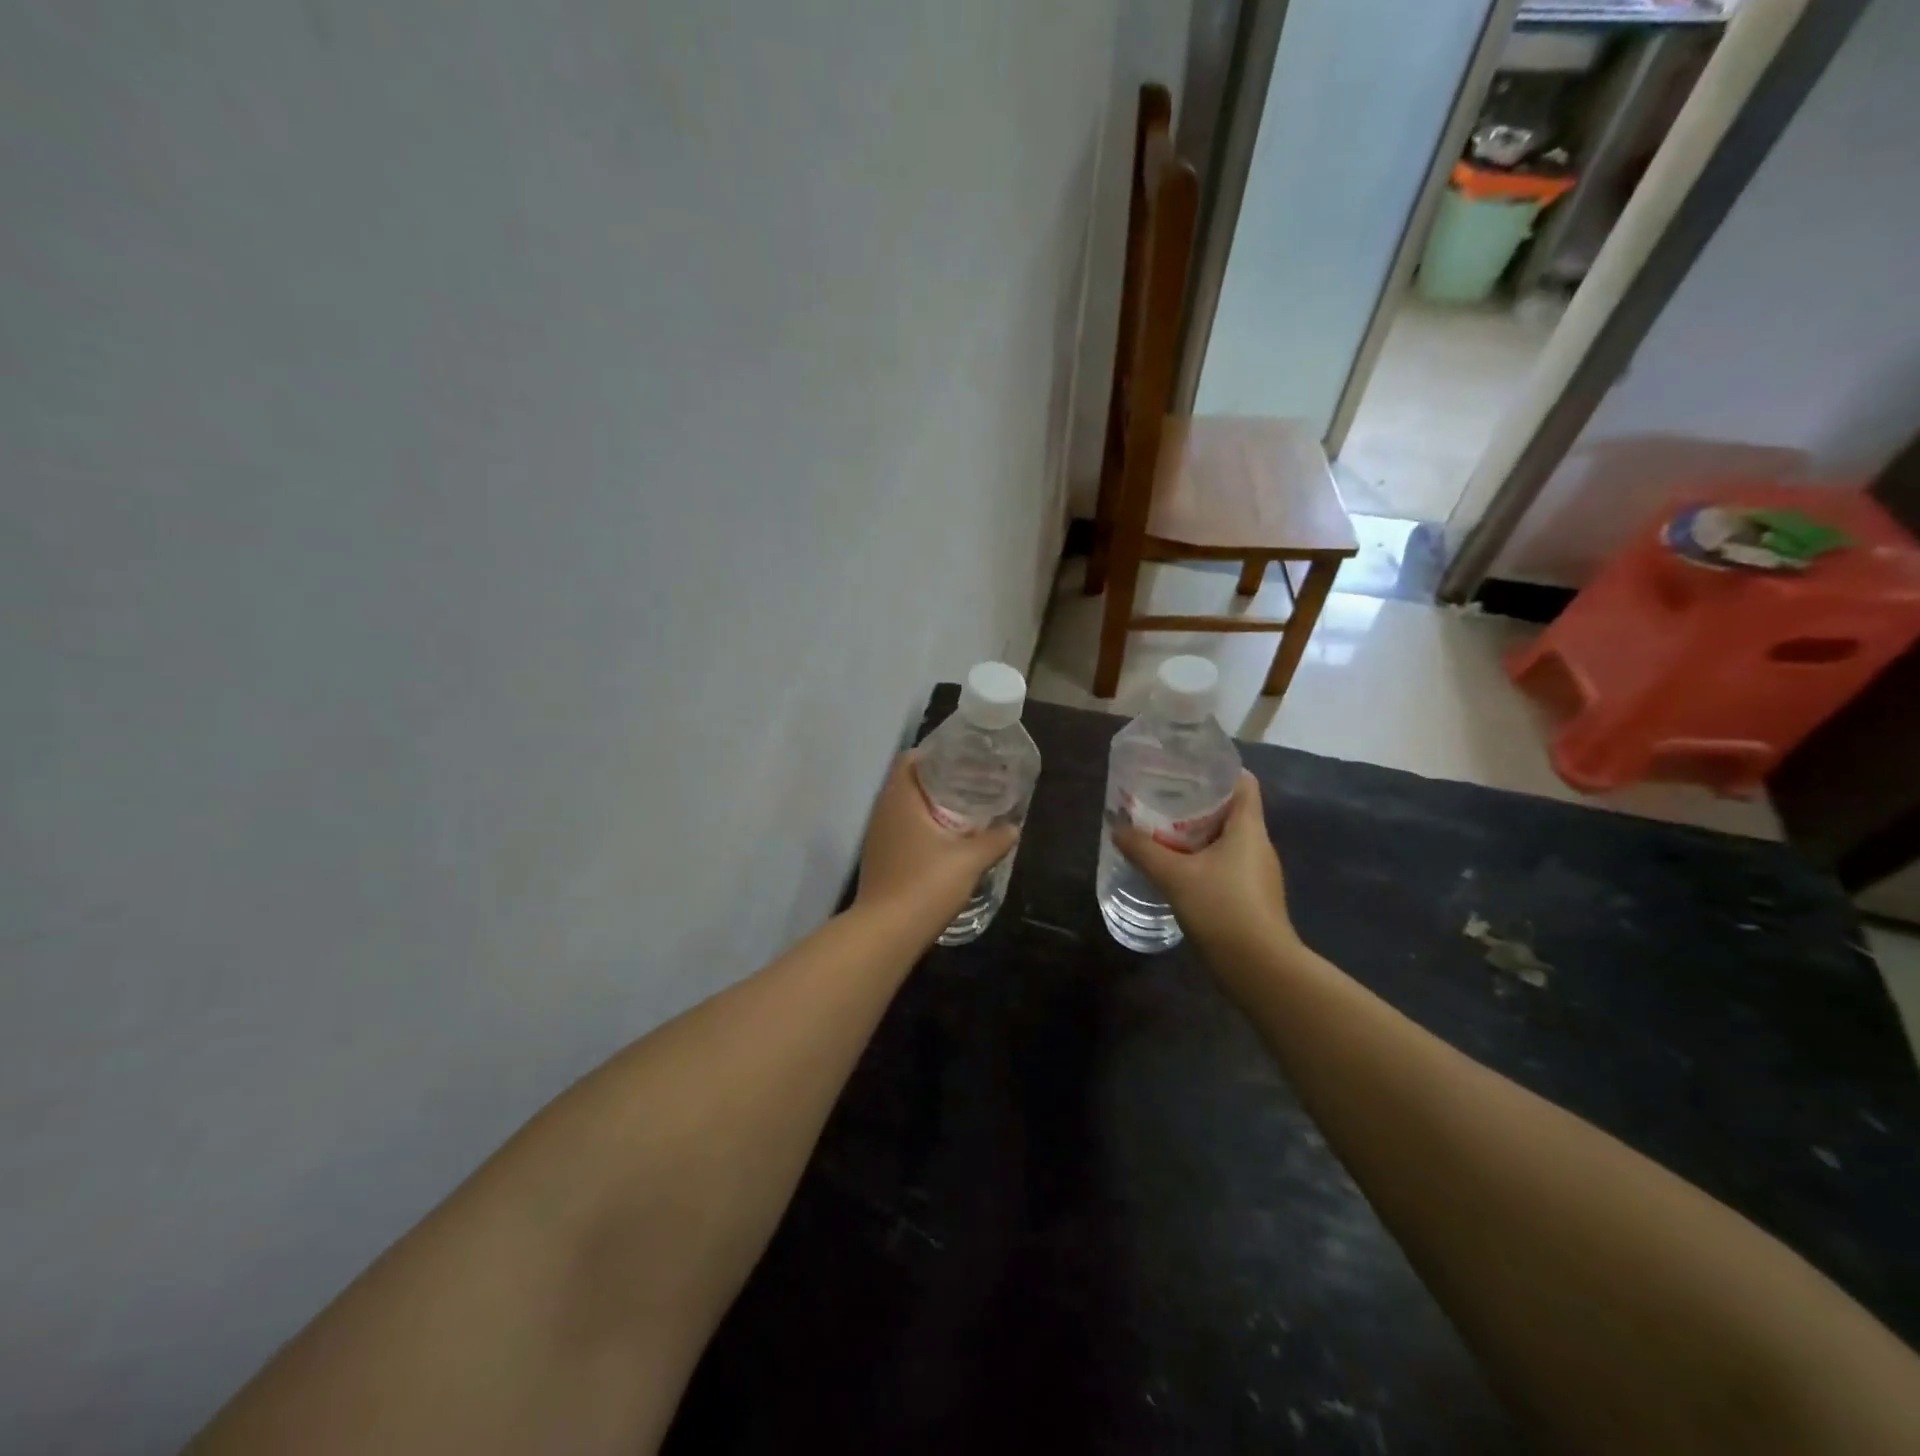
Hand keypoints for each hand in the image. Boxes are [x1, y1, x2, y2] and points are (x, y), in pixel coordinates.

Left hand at [853, 753, 1019, 932]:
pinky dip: (924, 827)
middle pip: (909, 783)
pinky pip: (903, 830)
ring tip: (965, 810)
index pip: (910, 759)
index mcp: (899, 799)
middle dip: (940, 780)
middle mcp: (883, 812)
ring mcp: (878, 837)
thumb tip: (1013, 828)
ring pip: (906, 809)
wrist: (887, 933)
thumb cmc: (926, 884)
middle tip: (973, 783)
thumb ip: (994, 840)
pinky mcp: (881, 859)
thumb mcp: (969, 860)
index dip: (935, 754)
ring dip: (932, 806)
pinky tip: (947, 841)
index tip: (963, 758)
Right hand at [1113, 772, 1298, 960]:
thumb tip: (1117, 828)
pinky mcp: (1253, 897)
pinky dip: (1205, 861)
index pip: (1244, 783)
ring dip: (1200, 836)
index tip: (1187, 771)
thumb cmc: (1221, 907)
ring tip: (1165, 834)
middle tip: (1163, 801)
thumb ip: (1143, 849)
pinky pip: (1227, 866)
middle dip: (1199, 805)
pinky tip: (1179, 871)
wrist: (1258, 967)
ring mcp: (1258, 874)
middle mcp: (1258, 845)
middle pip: (1232, 811)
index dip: (1219, 772)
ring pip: (1228, 841)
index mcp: (1248, 828)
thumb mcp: (1174, 875)